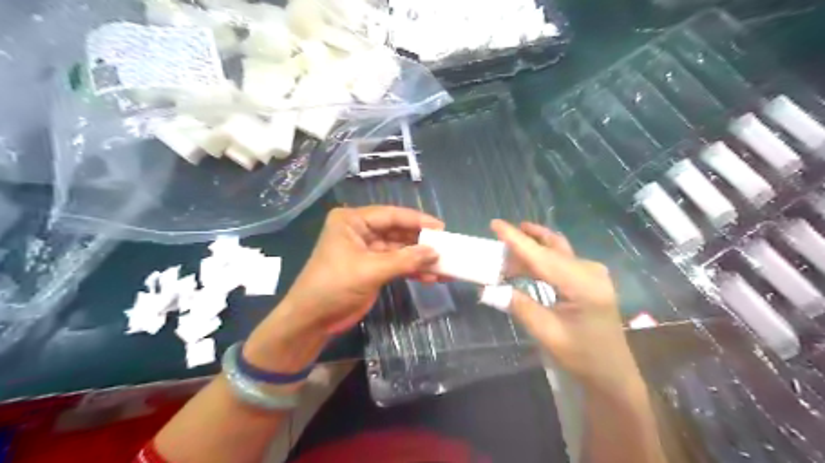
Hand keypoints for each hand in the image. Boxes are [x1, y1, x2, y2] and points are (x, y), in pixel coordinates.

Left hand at [280, 207, 440, 334]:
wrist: (312, 320)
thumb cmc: (334, 286)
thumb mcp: (370, 270)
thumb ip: (404, 260)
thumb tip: (435, 252)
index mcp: (352, 221)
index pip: (390, 215)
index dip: (417, 220)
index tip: (441, 228)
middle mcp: (360, 231)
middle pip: (398, 231)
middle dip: (421, 242)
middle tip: (446, 248)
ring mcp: (367, 250)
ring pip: (400, 250)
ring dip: (420, 259)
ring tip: (444, 265)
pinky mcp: (373, 268)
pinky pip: (397, 264)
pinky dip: (413, 270)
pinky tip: (432, 277)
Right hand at [493, 220, 639, 393]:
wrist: (611, 372)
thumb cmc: (581, 356)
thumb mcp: (547, 333)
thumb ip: (519, 306)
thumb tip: (487, 289)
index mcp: (582, 285)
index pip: (541, 256)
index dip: (516, 239)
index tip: (495, 223)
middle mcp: (590, 271)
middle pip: (550, 248)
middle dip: (522, 244)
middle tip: (496, 246)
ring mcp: (593, 273)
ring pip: (555, 251)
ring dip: (531, 251)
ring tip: (505, 257)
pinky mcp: (590, 278)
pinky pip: (561, 260)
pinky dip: (540, 260)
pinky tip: (526, 267)